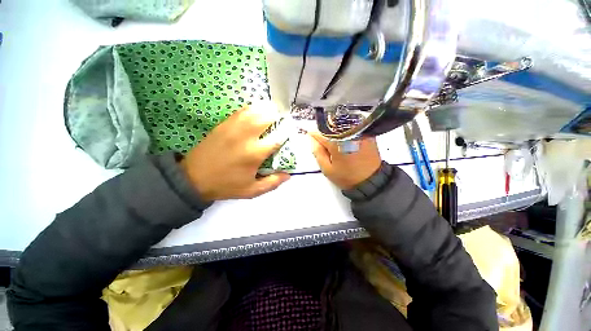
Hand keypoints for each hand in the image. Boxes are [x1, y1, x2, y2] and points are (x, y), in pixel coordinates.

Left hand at [181, 105, 289, 201]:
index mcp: (255, 153)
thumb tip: (288, 174)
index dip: (287, 132)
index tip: (291, 131)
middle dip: (278, 116)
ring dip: (266, 109)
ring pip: (254, 110)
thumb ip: (273, 183)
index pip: (278, 137)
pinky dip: (252, 109)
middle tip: (281, 120)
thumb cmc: (226, 185)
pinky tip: (256, 111)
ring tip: (272, 112)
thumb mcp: (252, 191)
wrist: (194, 178)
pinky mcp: (224, 124)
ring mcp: (234, 127)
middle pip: (267, 116)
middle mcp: (247, 136)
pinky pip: (241, 111)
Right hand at [310, 133, 381, 189]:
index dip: (314, 136)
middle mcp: (348, 133)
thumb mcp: (327, 169)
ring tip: (337, 147)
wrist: (372, 181)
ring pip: (340, 126)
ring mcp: (359, 132)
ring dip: (334, 134)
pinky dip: (345, 134)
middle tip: (326, 148)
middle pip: (330, 127)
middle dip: (325, 135)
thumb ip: (318, 152)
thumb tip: (313, 140)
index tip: (312, 138)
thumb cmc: (348, 177)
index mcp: (337, 143)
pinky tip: (346, 144)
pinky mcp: (366, 134)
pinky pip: (351, 128)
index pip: (320, 133)